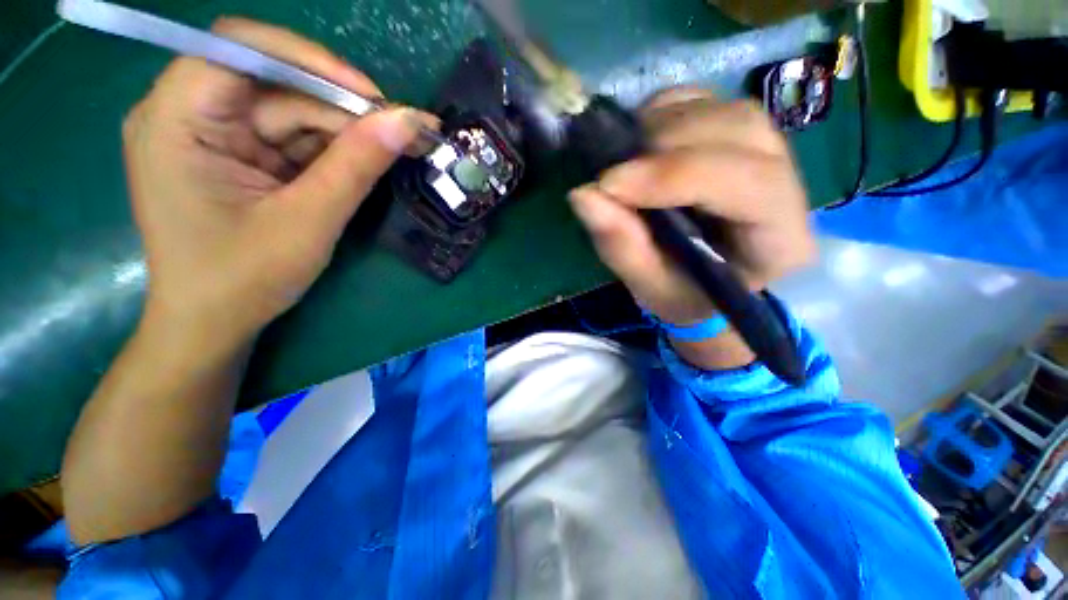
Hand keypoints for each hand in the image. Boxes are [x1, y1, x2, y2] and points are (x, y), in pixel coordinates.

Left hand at [123, 17, 427, 346]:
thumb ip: (357, 166)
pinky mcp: (237, 154)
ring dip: (347, 130)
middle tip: (403, 132)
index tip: (373, 100)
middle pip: (275, 83)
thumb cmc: (245, 279)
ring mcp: (214, 134)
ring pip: (292, 111)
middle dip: (342, 107)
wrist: (214, 323)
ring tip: (398, 147)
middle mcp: (188, 112)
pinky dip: (333, 149)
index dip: (312, 63)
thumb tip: (408, 122)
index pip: (241, 49)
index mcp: (177, 119)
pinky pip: (292, 137)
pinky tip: (366, 161)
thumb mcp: (309, 221)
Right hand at [568, 88, 815, 326]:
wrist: (708, 284)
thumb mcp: (651, 287)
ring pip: (719, 110)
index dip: (673, 176)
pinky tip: (639, 147)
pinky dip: (660, 115)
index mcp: (780, 239)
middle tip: (611, 178)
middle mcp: (785, 181)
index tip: (608, 184)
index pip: (748, 184)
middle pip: (738, 131)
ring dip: (659, 129)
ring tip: (623, 165)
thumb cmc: (686, 295)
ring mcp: (764, 148)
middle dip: (664, 148)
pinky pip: (701, 103)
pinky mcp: (733, 133)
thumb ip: (622, 247)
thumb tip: (582, 195)